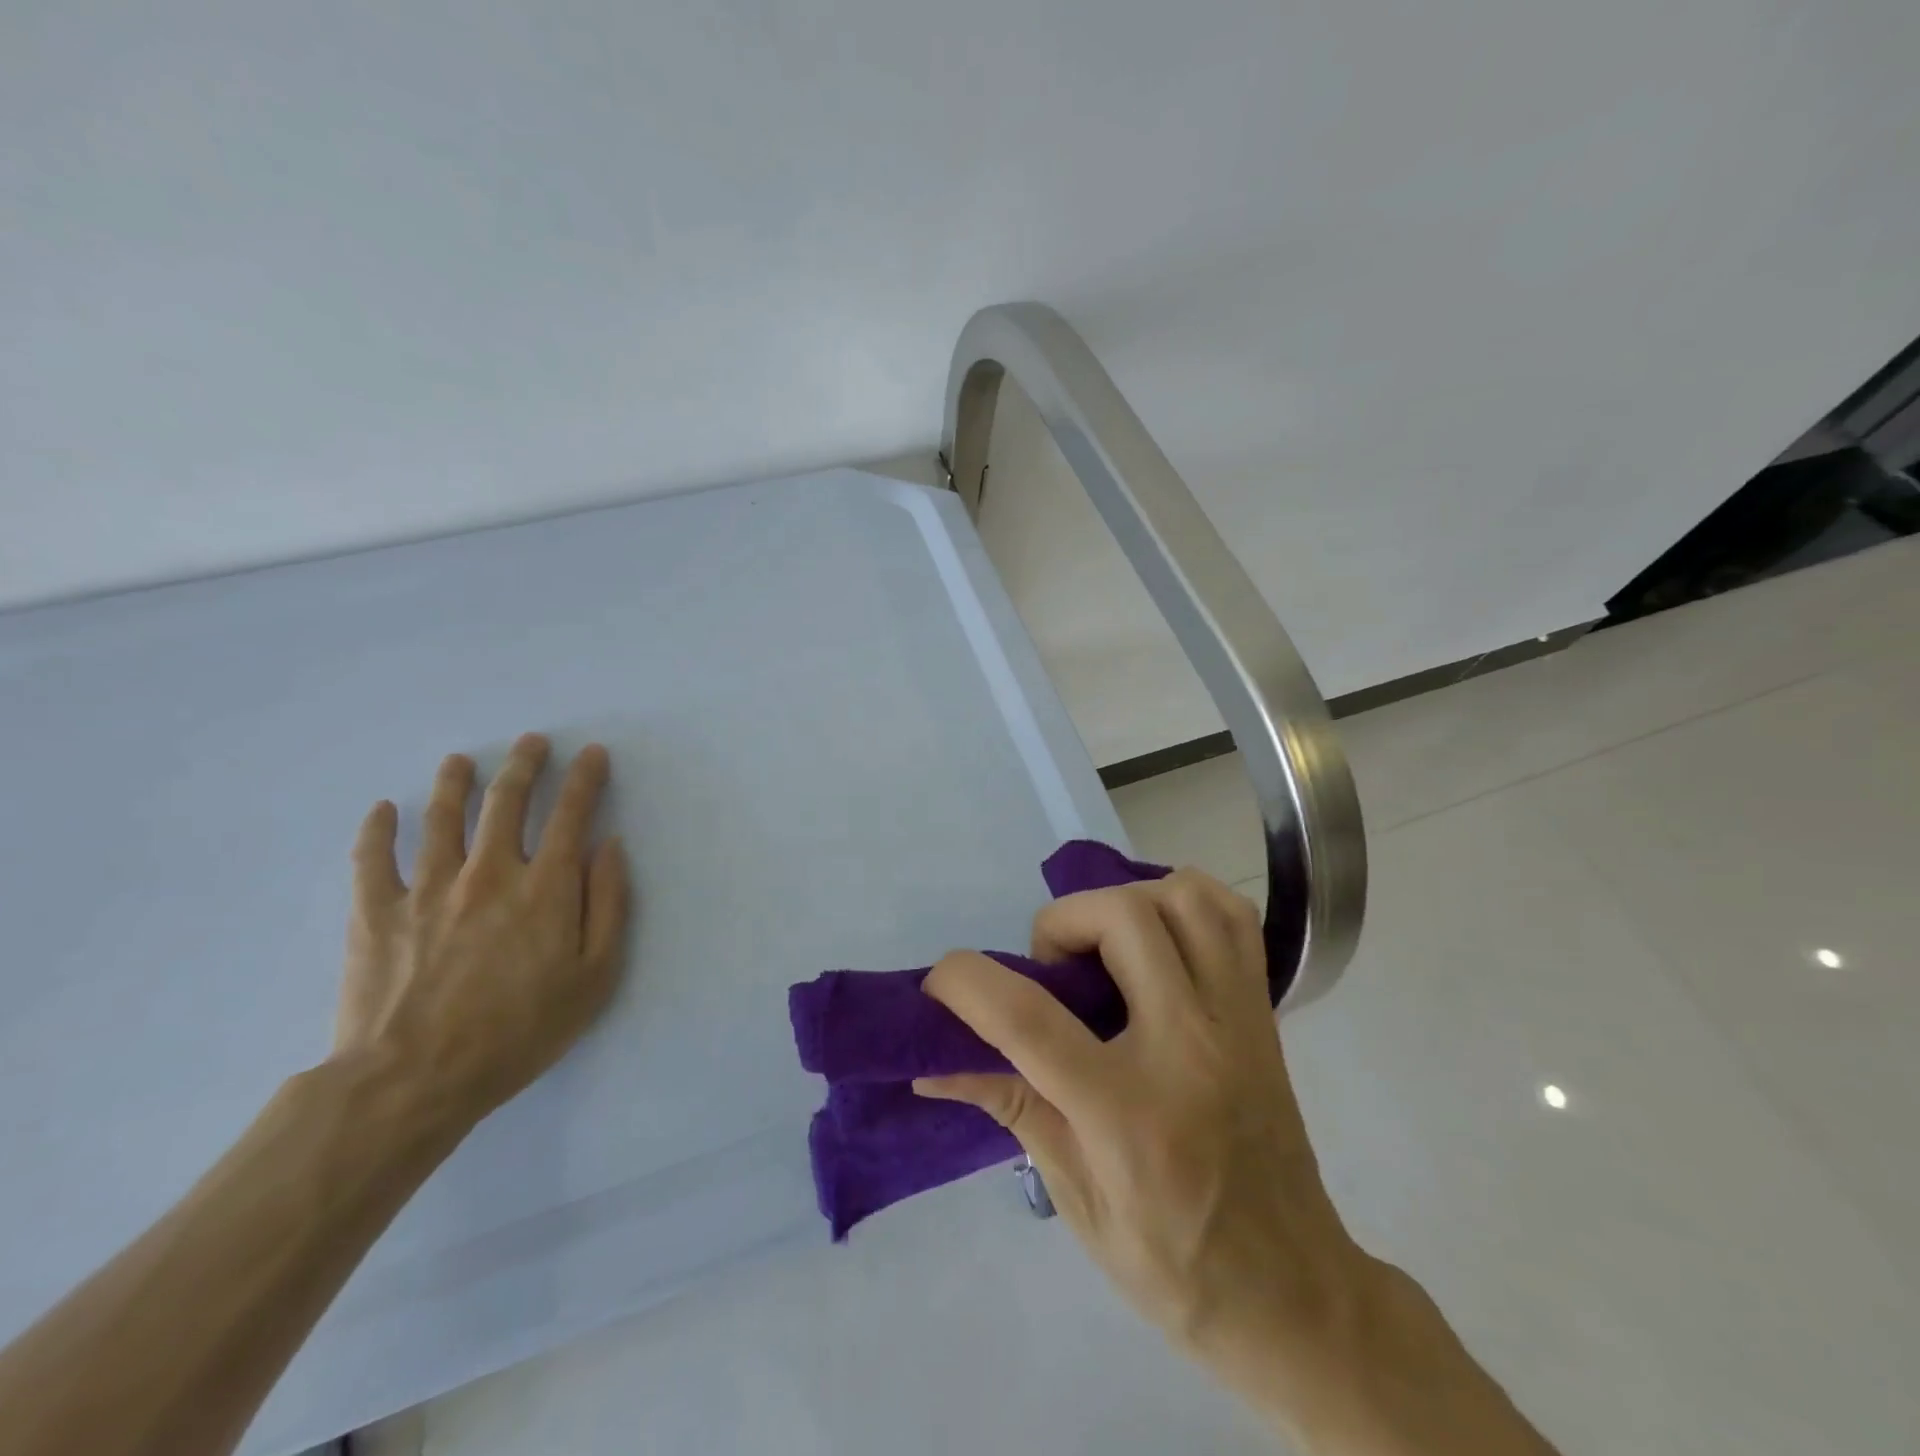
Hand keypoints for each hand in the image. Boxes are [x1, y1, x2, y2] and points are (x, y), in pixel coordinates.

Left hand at [335, 733, 630, 1129]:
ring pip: (442, 817)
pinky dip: (378, 828)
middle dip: (525, 764)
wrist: (415, 1080)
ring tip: (462, 760)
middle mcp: (488, 872)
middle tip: (533, 742)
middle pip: (506, 802)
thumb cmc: (520, 1031)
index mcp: (544, 887)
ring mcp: (427, 888)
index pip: (570, 815)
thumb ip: (609, 905)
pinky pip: (373, 857)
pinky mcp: (376, 912)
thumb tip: (610, 847)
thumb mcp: (595, 976)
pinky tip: (384, 809)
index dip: (585, 779)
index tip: (593, 754)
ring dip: (456, 782)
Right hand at [918, 872, 1557, 1455]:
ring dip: (1125, 900)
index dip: (967, 983)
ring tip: (1103, 944)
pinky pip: (1231, 916)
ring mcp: (1236, 1021)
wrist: (1293, 1293)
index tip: (940, 980)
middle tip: (1050, 968)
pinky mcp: (1263, 1012)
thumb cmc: (1173, 1262)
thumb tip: (934, 1062)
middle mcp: (1189, 1048)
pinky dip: (1184, 900)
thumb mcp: (1076, 1200)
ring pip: (1184, 898)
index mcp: (1130, 1116)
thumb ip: (1010, 1107)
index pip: (1031, 1021)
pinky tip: (1157, 934)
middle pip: (1122, 919)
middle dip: (1061, 922)